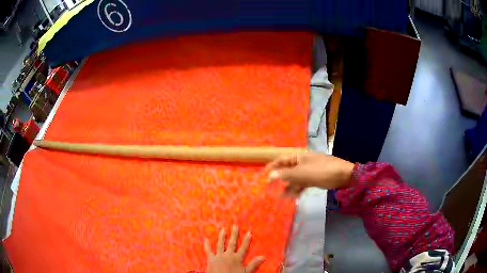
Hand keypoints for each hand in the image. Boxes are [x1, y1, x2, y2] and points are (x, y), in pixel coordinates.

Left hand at [205, 225, 264, 272]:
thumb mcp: (246, 272)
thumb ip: (254, 264)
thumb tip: (263, 257)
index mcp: (237, 258)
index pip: (243, 247)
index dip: (246, 240)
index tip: (249, 232)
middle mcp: (228, 255)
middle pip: (231, 243)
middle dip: (233, 234)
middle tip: (234, 225)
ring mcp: (218, 256)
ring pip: (220, 244)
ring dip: (222, 237)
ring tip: (223, 229)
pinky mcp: (210, 259)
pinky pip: (208, 250)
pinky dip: (207, 245)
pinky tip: (206, 239)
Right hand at [265, 152, 354, 196]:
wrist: (343, 176)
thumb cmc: (321, 171)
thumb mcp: (302, 173)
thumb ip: (285, 175)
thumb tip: (270, 176)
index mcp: (299, 156)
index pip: (281, 160)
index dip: (272, 167)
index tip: (263, 175)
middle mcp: (302, 162)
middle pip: (287, 170)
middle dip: (279, 179)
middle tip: (270, 189)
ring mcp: (308, 171)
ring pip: (294, 179)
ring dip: (287, 187)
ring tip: (280, 197)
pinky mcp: (313, 179)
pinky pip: (302, 184)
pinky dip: (296, 190)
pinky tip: (292, 197)